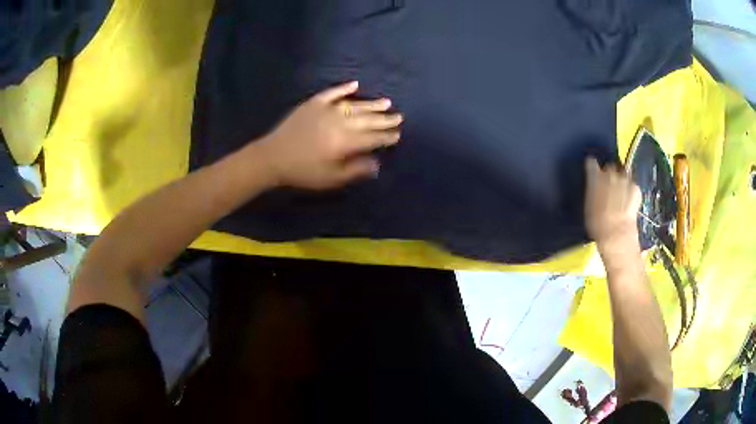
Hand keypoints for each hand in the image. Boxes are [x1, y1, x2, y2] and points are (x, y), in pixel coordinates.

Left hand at [254, 81, 402, 189]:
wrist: (273, 157)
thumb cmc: (303, 172)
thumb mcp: (331, 178)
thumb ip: (355, 170)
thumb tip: (376, 164)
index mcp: (345, 142)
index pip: (372, 138)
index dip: (386, 137)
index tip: (398, 134)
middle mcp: (340, 122)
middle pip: (367, 119)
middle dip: (384, 119)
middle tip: (398, 116)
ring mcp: (326, 110)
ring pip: (354, 105)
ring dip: (371, 104)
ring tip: (386, 102)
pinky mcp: (313, 103)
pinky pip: (332, 93)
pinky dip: (344, 88)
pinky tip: (355, 84)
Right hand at [584, 157, 641, 260]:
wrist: (617, 234)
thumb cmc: (597, 223)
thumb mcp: (588, 205)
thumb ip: (591, 188)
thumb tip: (593, 179)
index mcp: (595, 176)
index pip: (591, 163)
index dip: (592, 168)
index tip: (593, 173)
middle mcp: (610, 172)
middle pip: (610, 167)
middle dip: (609, 174)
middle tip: (608, 188)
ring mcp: (625, 179)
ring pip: (622, 174)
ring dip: (620, 181)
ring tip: (620, 194)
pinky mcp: (636, 188)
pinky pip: (632, 184)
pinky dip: (630, 190)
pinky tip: (628, 201)